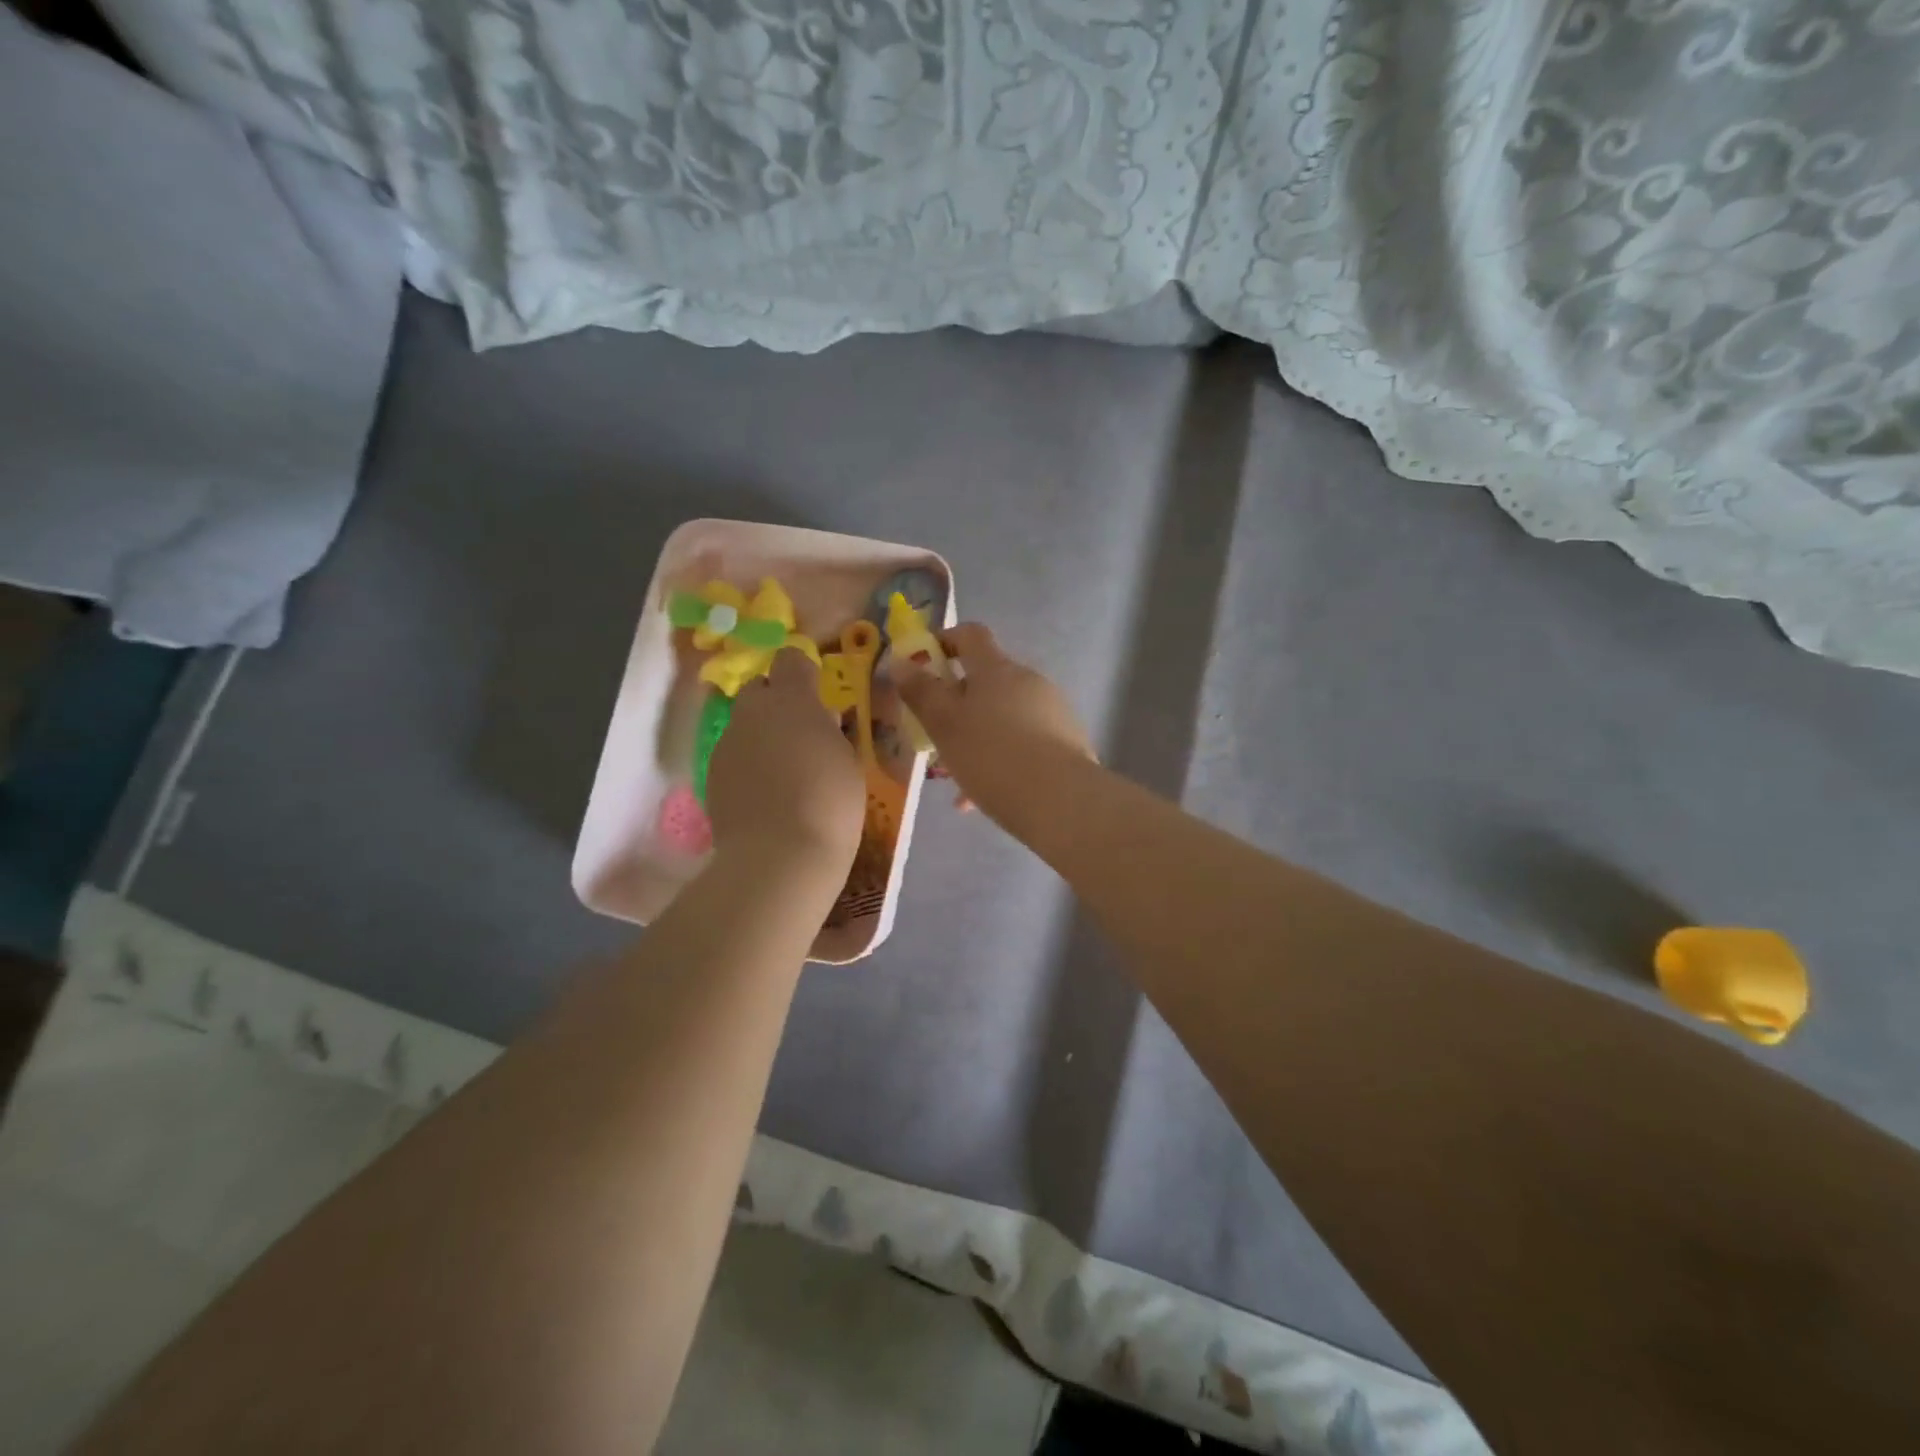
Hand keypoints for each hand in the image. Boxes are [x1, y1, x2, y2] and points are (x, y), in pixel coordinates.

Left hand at [707, 651, 864, 867]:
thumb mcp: (849, 760)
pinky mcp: (712, 777)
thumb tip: (821, 718)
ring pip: (744, 725)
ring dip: (762, 736)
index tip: (819, 693)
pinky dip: (749, 766)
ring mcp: (726, 744)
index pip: (790, 659)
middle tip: (802, 732)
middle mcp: (751, 712)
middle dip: (777, 702)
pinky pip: (733, 757)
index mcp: (791, 700)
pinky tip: (767, 795)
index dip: (803, 671)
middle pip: (759, 689)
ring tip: (786, 771)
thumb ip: (831, 730)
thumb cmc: (829, 802)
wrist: (779, 857)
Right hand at [894, 623, 1093, 826]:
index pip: (970, 635)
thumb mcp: (944, 725)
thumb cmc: (991, 755)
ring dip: (979, 736)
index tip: (923, 664)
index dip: (945, 640)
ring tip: (959, 777)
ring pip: (1004, 716)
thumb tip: (901, 662)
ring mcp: (1052, 710)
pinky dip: (1003, 758)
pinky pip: (1024, 742)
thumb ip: (921, 692)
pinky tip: (986, 796)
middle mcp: (1028, 680)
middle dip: (959, 704)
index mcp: (996, 668)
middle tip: (937, 735)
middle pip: (987, 680)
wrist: (1061, 800)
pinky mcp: (1067, 741)